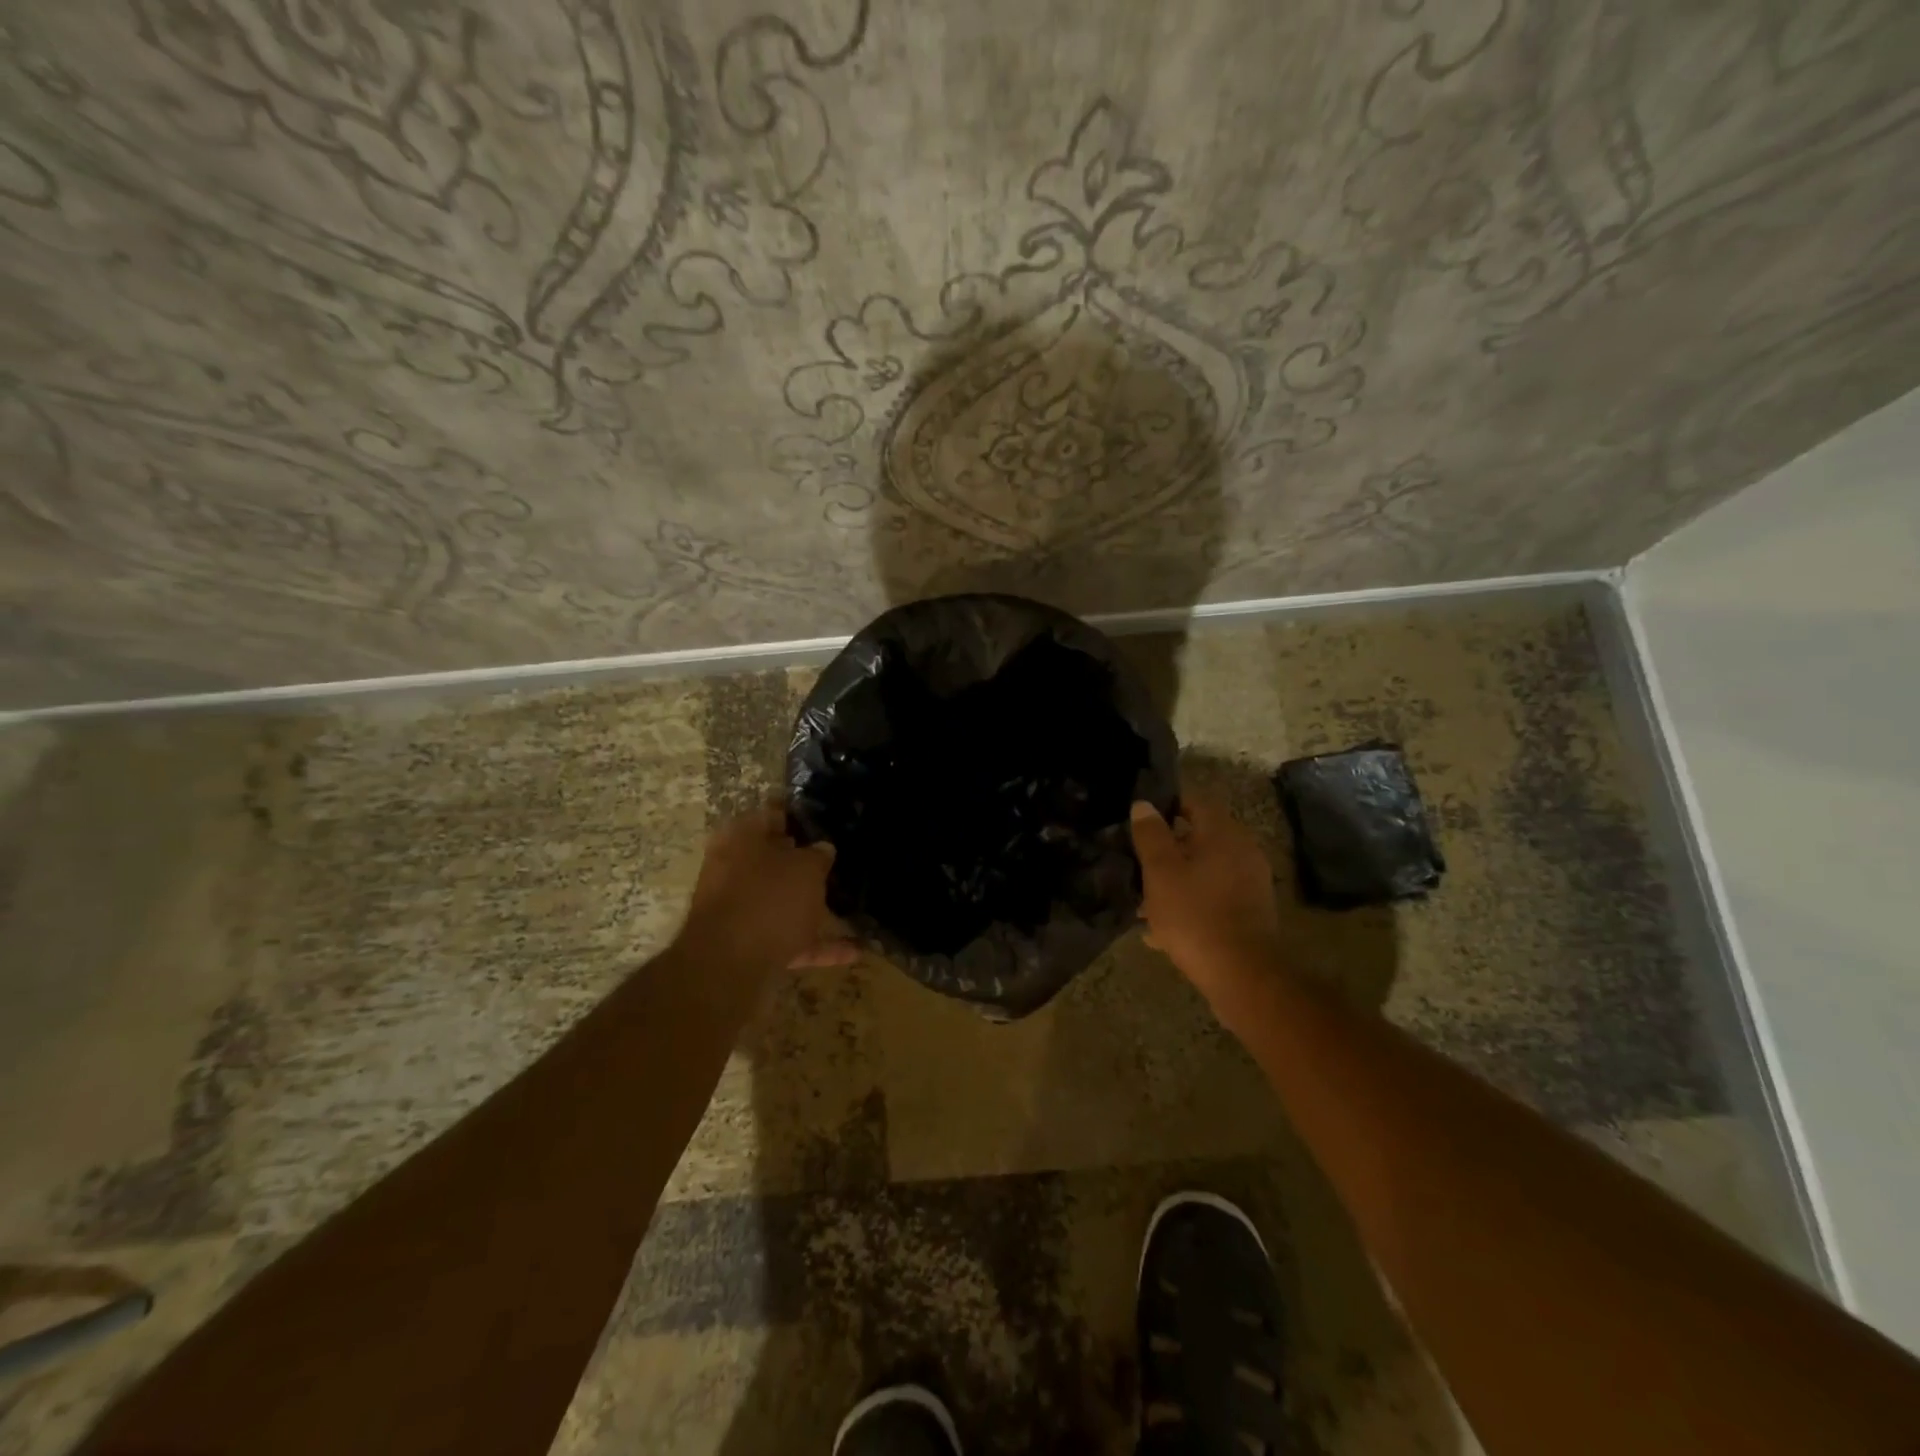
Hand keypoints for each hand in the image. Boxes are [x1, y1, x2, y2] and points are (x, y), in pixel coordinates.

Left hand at [679, 806, 856, 971]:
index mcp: (741, 837)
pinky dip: (816, 944)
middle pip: (774, 859)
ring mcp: (738, 909)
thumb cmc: (769, 900)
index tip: (828, 819)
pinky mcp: (747, 945)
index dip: (801, 815)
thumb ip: (818, 856)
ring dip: (810, 904)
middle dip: (803, 862)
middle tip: (838, 860)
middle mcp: (733, 868)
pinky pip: (787, 938)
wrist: (728, 968)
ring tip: (847, 905)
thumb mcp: (806, 868)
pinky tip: (853, 951)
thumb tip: (822, 849)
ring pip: (779, 900)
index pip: (774, 814)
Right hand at [1130, 793, 1286, 1002]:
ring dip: (1176, 880)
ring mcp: (1250, 883)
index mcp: (1223, 833)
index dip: (1166, 803)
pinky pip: (1213, 896)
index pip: (1194, 801)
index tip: (1140, 817)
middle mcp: (1243, 851)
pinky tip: (1163, 930)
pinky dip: (1190, 903)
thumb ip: (1150, 835)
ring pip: (1204, 870)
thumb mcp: (1161, 872)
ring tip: (1144, 902)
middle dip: (1168, 848)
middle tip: (1137, 861)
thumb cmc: (1195, 914)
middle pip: (1199, 837)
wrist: (1242, 974)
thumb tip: (1143, 805)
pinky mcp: (1250, 912)